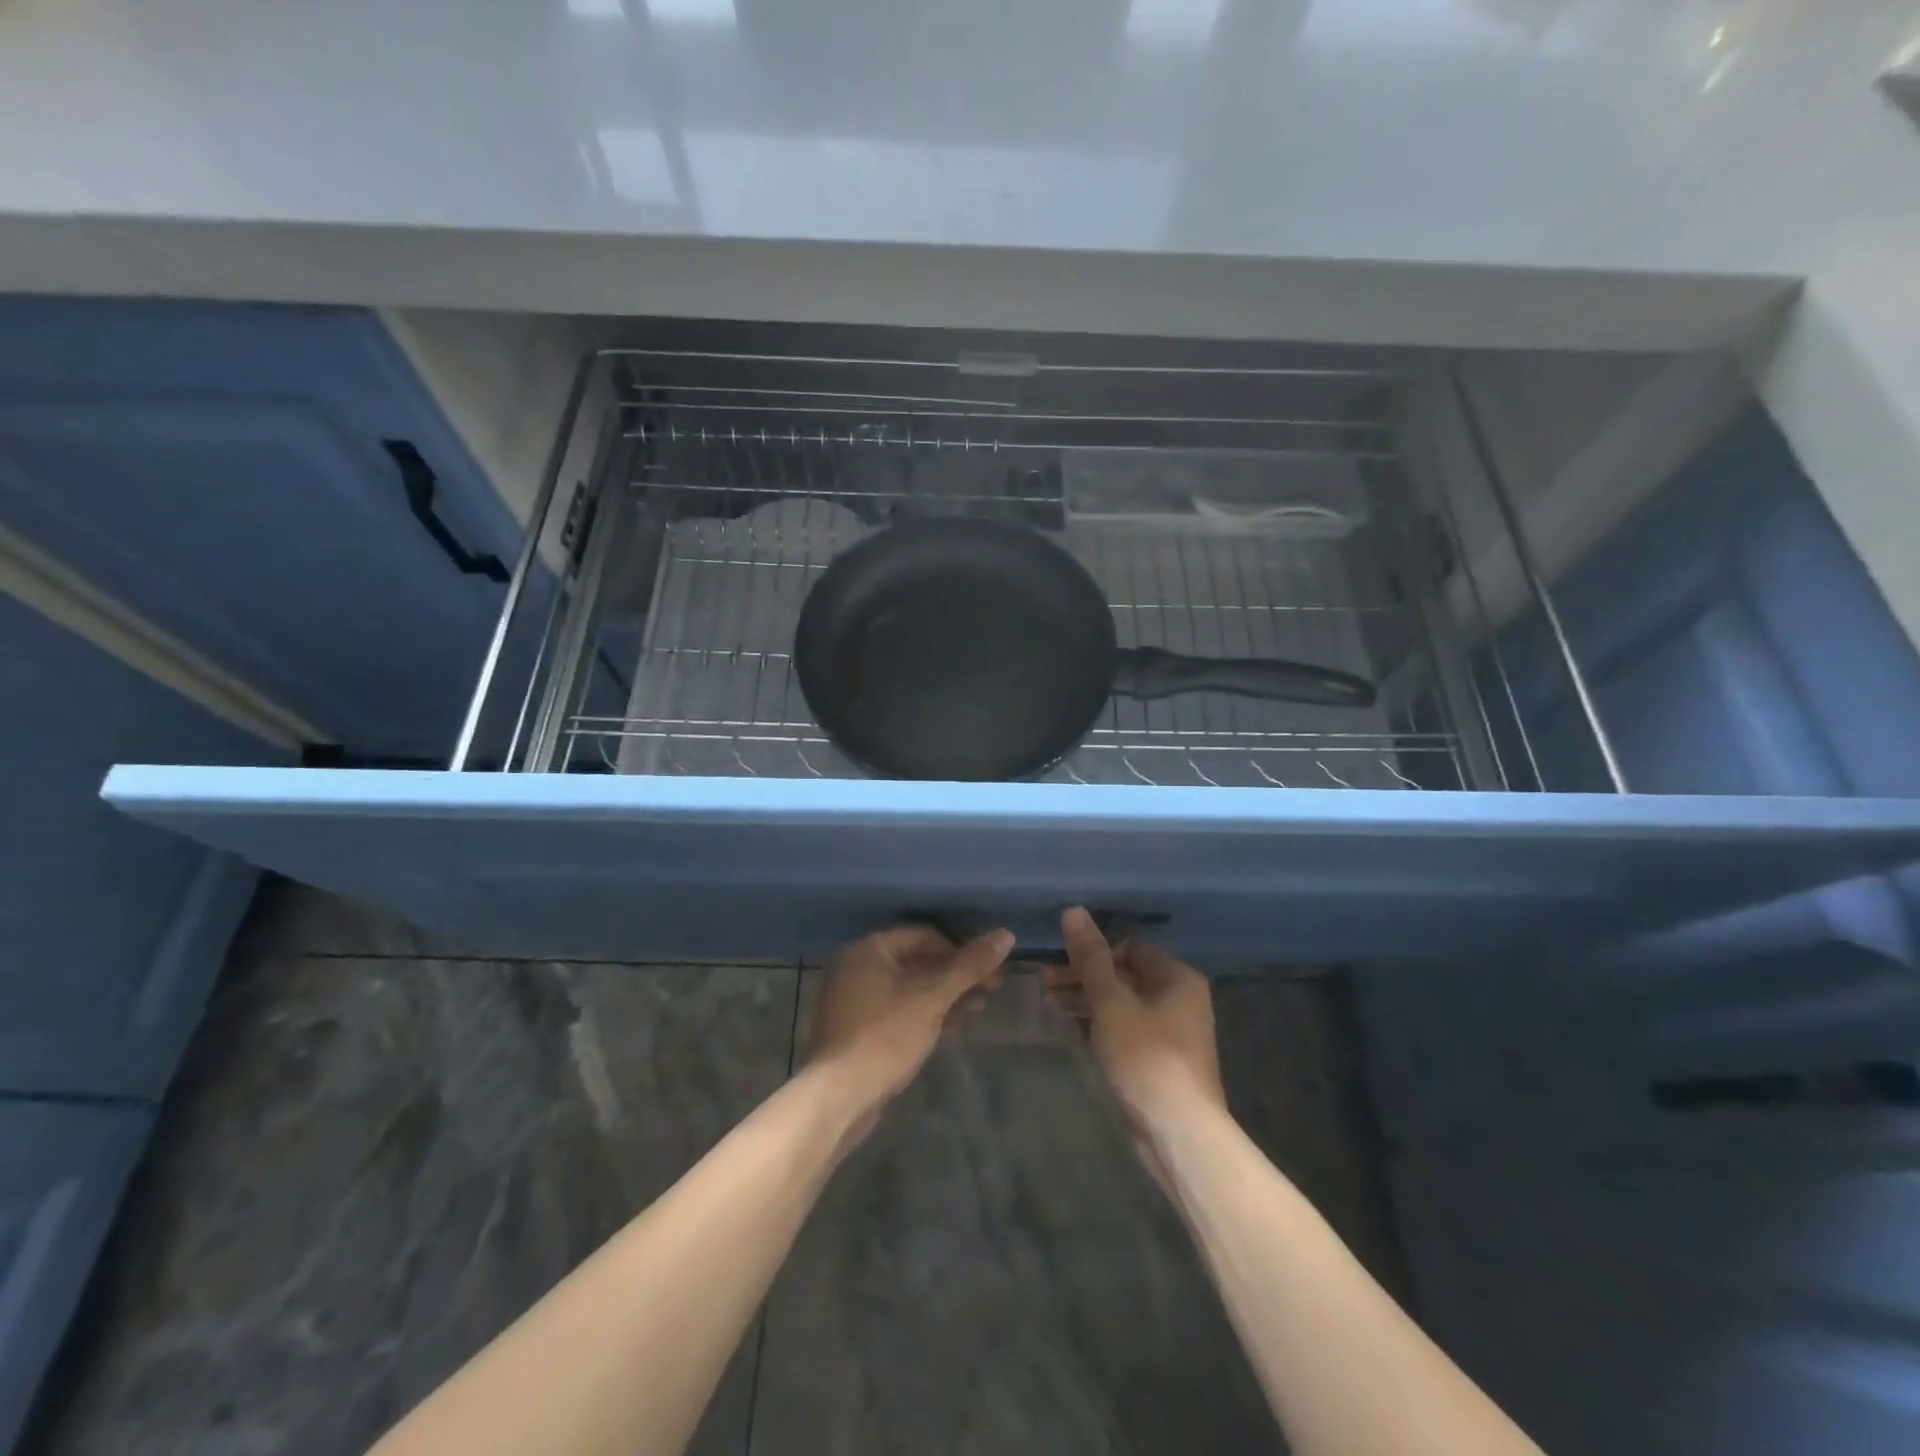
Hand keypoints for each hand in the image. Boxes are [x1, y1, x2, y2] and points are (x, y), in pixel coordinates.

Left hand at [804, 924, 1013, 1135]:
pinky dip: (924, 1013)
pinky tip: (952, 1027)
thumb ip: (969, 966)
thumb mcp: (932, 998)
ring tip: (977, 1010)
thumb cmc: (885, 1036)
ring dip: (944, 996)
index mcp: (869, 949)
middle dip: (955, 975)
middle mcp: (856, 966)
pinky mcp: (856, 1027)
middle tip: (991, 990)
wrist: (838, 1097)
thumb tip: (1005, 934)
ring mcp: (853, 998)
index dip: (960, 950)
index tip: (989, 970)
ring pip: (908, 987)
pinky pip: (896, 1008)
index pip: (924, 935)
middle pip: (917, 960)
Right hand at [1043, 907, 1225, 1149]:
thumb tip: (1073, 910)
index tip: (1059, 961)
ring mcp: (1168, 1031)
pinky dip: (1097, 1025)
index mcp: (1176, 977)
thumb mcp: (1111, 1001)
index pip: (1129, 947)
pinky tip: (1068, 1027)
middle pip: (1123, 975)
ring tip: (1049, 1003)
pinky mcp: (1156, 1059)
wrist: (1178, 1132)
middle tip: (1044, 982)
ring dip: (1085, 1000)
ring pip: (1120, 1003)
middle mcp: (1177, 998)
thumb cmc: (1146, 1056)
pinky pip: (1122, 1029)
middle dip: (1082, 976)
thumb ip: (1090, 958)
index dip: (1093, 951)